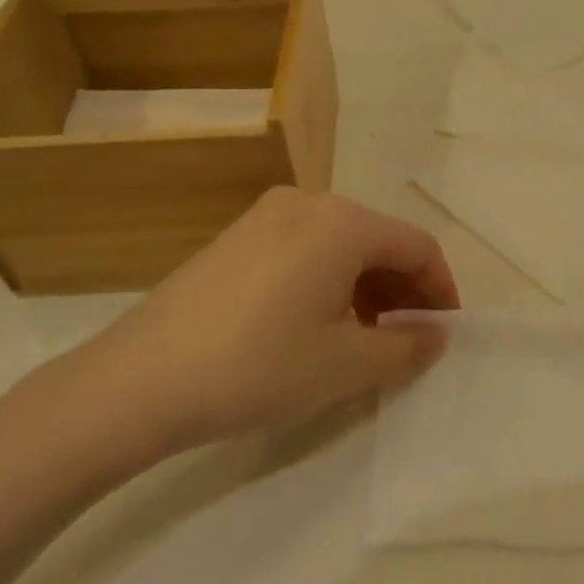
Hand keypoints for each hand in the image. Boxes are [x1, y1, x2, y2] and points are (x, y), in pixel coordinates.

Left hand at [15, 188, 458, 489]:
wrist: (140, 380)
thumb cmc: (258, 366)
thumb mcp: (346, 366)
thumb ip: (406, 347)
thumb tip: (435, 336)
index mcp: (342, 222)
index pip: (417, 246)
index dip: (441, 290)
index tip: (443, 333)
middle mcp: (307, 202)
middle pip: (378, 240)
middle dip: (403, 289)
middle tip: (407, 340)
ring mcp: (265, 215)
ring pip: (340, 245)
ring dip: (366, 287)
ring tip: (364, 338)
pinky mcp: (236, 237)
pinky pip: (304, 249)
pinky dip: (328, 281)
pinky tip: (315, 324)